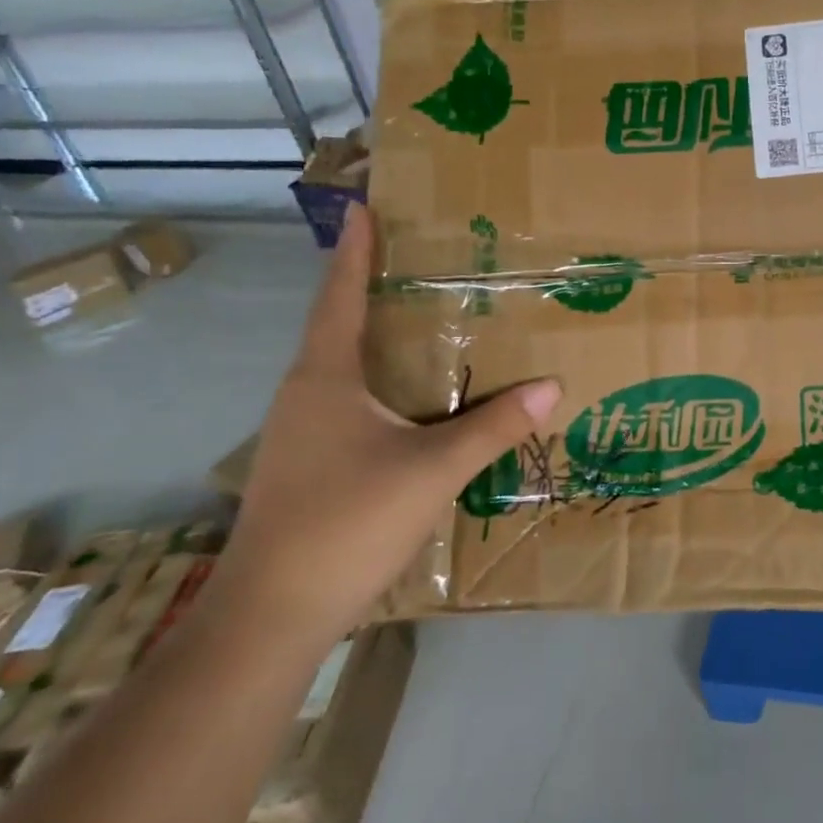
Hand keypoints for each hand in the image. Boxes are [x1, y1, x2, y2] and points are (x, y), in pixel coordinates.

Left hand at [211, 205, 559, 647]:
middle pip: (340, 325)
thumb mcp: (432, 470)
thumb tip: (552, 386)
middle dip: (374, 287)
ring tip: (425, 321)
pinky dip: (381, 382)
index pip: (340, 297)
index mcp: (325, 378)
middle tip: (420, 259)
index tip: (363, 207)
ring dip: (377, 338)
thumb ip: (493, 427)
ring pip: (343, 367)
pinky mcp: (307, 464)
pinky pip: (348, 401)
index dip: (354, 250)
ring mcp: (300, 432)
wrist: (269, 616)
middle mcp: (305, 394)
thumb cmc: (345, 523)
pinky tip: (413, 399)